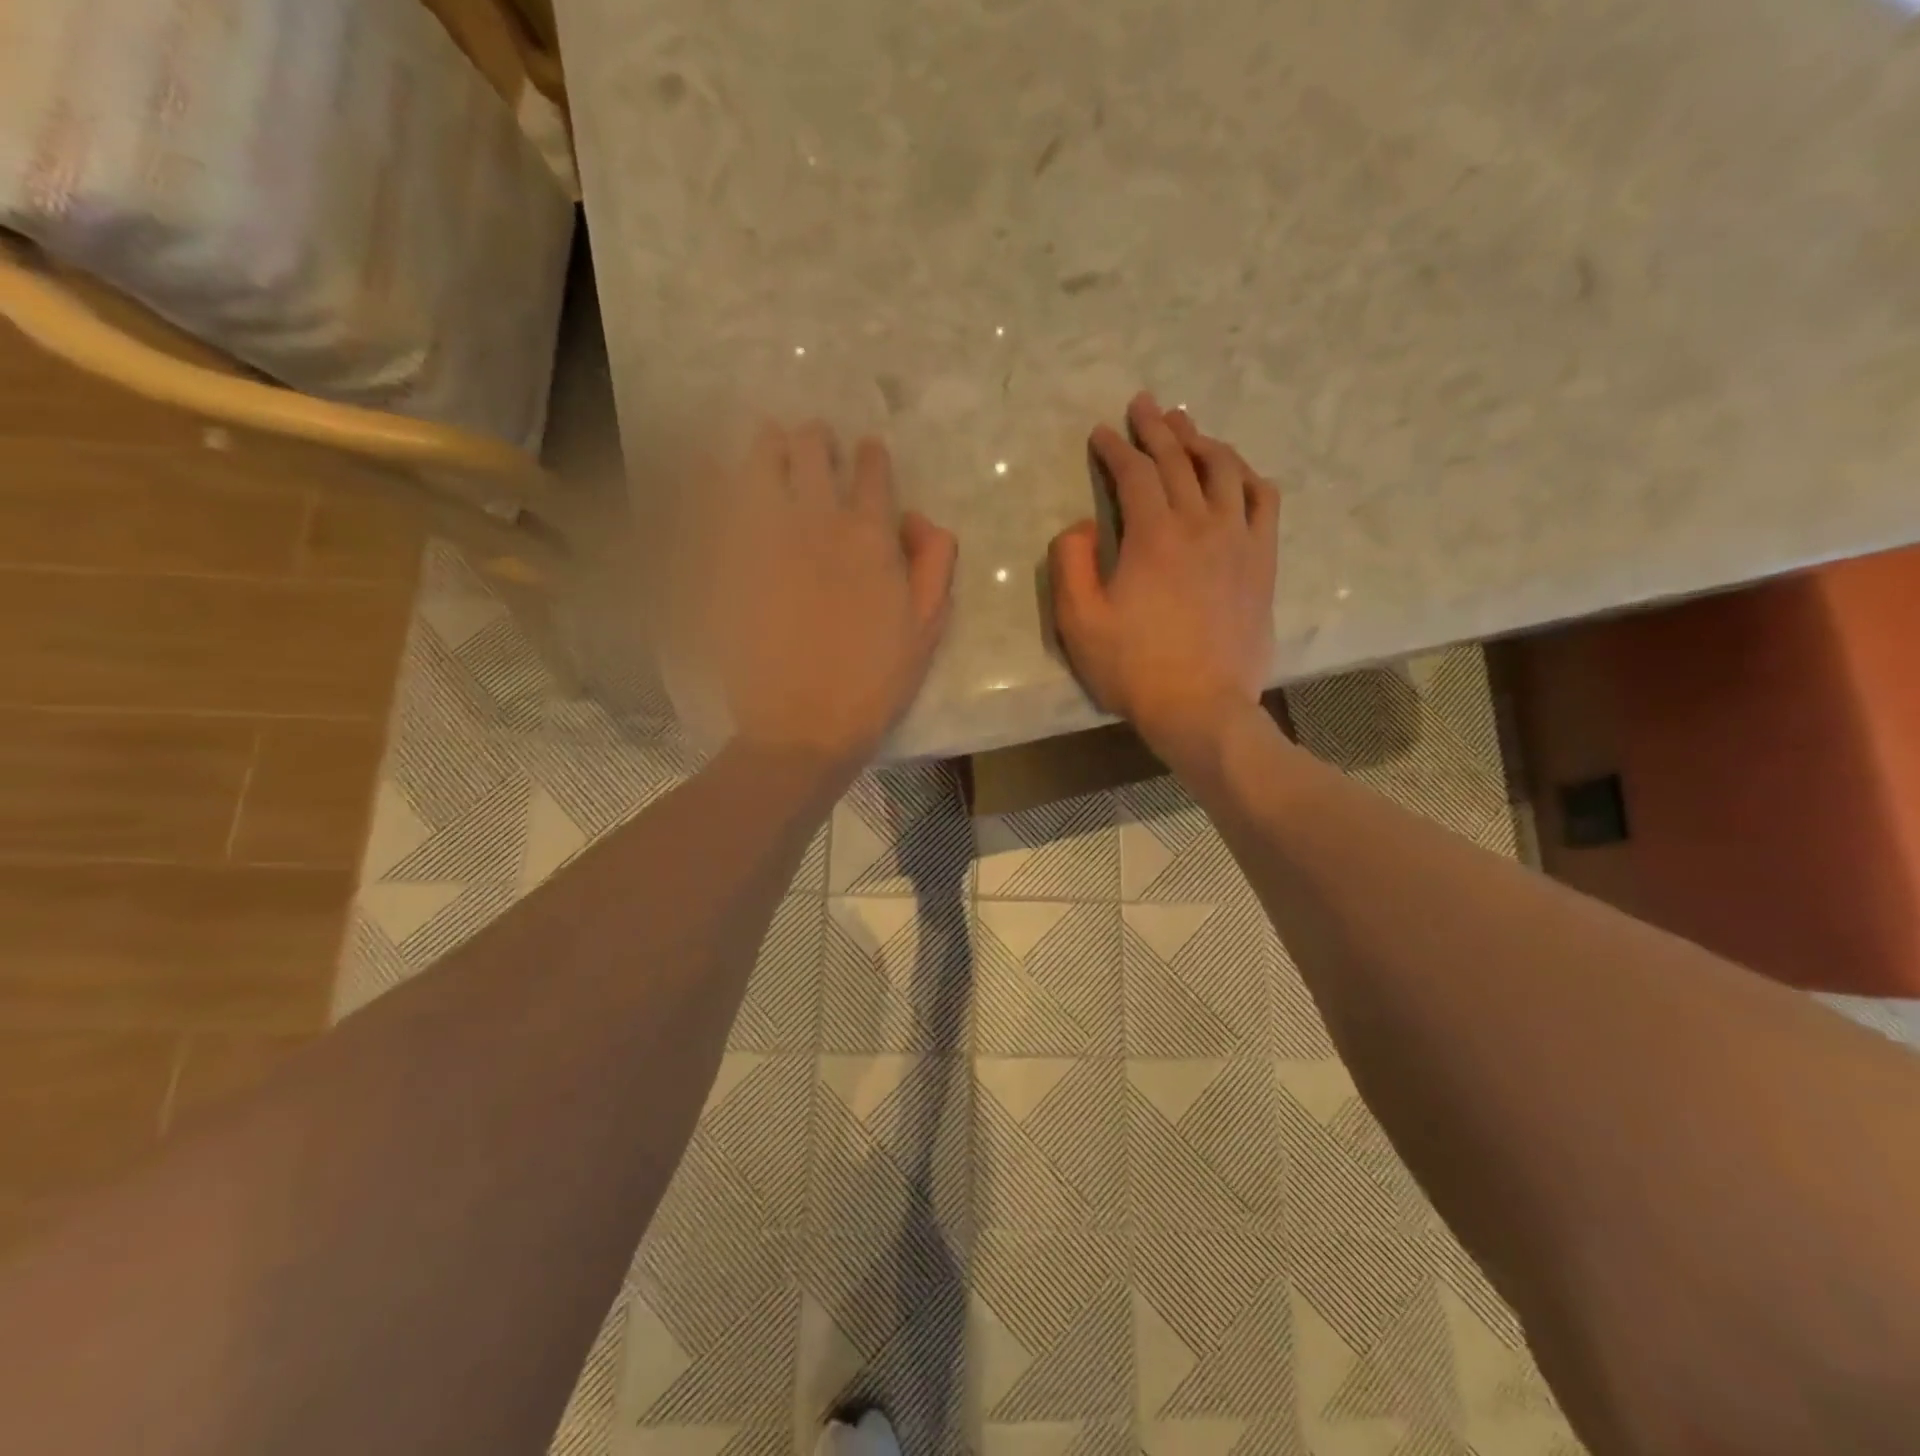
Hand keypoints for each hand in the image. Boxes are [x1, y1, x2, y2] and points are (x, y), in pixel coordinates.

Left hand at [700, 420, 956, 768]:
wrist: (803, 725)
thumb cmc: (874, 683)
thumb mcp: (926, 628)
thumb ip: (933, 563)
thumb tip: (916, 517)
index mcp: (869, 537)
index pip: (871, 471)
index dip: (870, 455)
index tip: (865, 452)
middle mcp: (816, 522)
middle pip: (811, 453)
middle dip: (815, 440)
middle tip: (813, 441)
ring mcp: (764, 539)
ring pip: (759, 464)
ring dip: (767, 445)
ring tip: (767, 441)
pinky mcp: (727, 563)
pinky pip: (713, 504)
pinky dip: (710, 479)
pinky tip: (709, 469)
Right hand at [1049, 392, 1279, 763]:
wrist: (1201, 707)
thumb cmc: (1133, 668)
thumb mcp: (1078, 621)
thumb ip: (1070, 563)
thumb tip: (1081, 525)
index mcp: (1153, 535)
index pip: (1134, 474)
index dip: (1114, 448)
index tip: (1101, 433)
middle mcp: (1201, 524)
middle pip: (1181, 460)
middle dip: (1157, 428)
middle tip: (1144, 405)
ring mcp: (1239, 541)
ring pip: (1226, 470)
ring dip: (1203, 441)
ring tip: (1187, 426)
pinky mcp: (1262, 562)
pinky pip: (1264, 502)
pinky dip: (1249, 478)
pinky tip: (1238, 472)